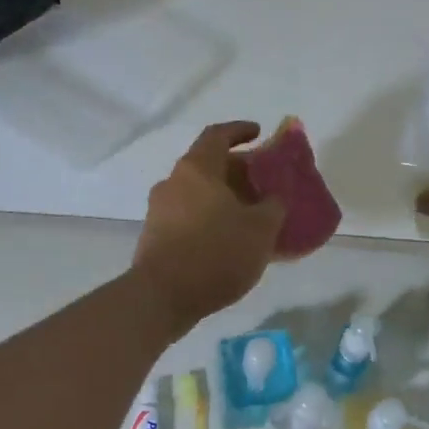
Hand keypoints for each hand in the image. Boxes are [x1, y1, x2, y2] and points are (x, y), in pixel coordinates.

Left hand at [133, 122, 286, 330]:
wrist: (161, 297)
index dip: (240, 130)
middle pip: (208, 165)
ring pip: (197, 193)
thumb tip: (274, 197)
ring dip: (223, 198)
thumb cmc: (215, 252)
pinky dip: (210, 219)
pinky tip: (228, 241)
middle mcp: (173, 182)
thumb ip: (273, 206)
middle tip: (262, 184)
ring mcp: (159, 210)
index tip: (259, 133)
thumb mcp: (260, 229)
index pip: (218, 135)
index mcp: (197, 169)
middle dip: (237, 171)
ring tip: (249, 215)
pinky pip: (188, 216)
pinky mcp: (155, 236)